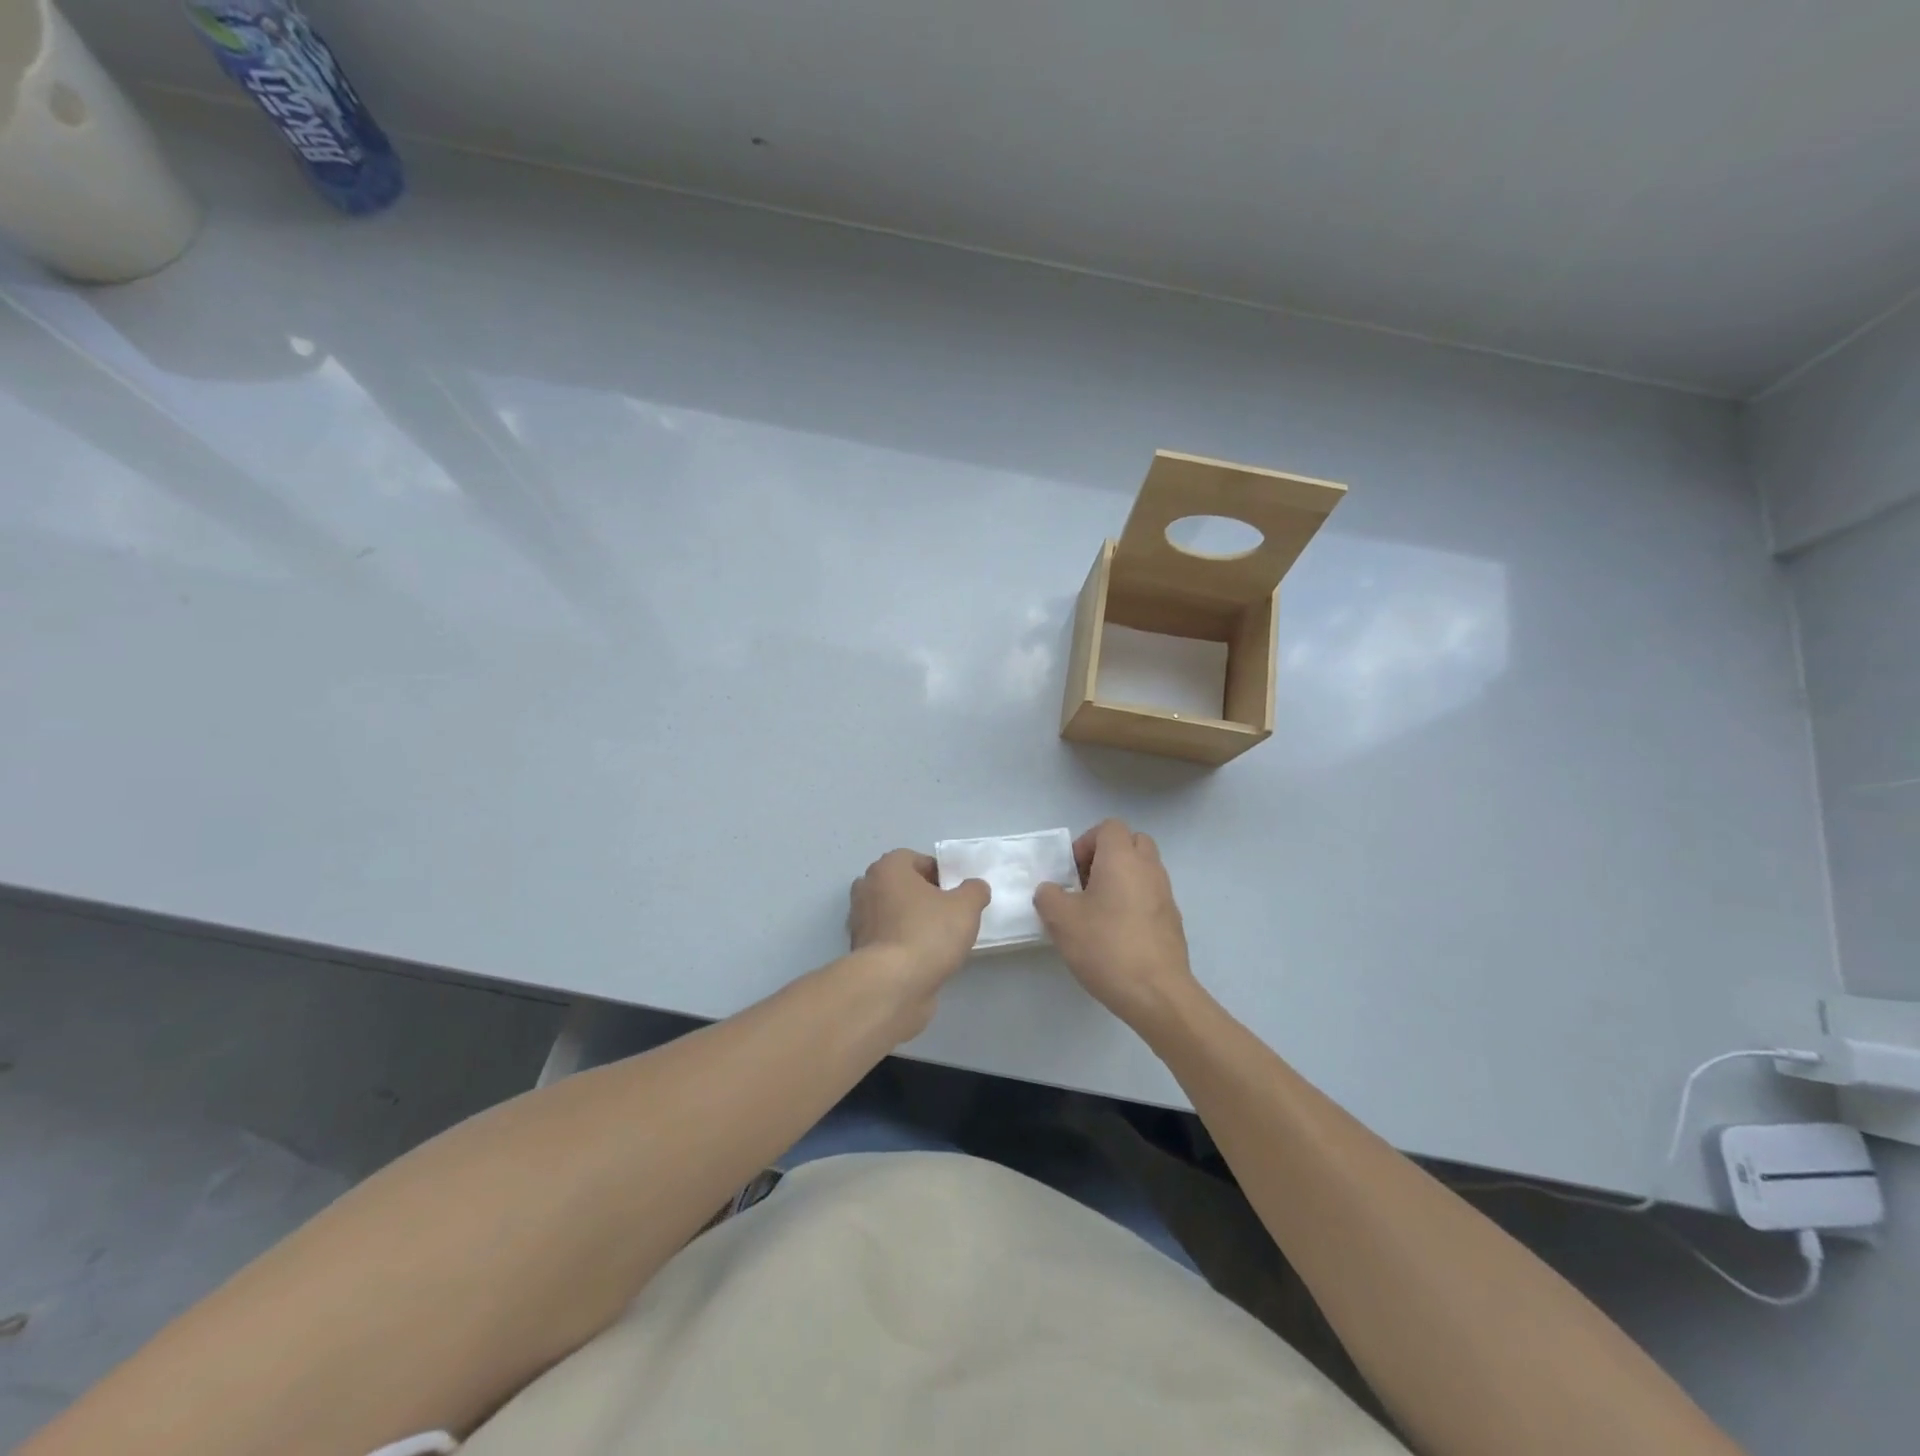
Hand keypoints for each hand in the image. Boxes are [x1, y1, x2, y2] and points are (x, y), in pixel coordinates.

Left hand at [847, 850, 989, 1031]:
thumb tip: (975, 888)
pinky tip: (923, 959)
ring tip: (939, 940)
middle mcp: (867, 888)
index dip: (939, 873)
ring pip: (893, 913)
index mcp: (887, 868)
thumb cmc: (928, 933)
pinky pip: (888, 939)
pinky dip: (903, 944)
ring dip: (912, 921)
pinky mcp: (860, 951)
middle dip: (924, 897)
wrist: (892, 985)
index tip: (955, 893)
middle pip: (902, 886)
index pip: (915, 859)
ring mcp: (860, 921)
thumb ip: (974, 891)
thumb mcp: (966, 907)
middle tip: (949, 914)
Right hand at [1034, 819, 1197, 1027]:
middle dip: (1106, 857)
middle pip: (1131, 843)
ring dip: (1120, 880)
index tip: (1072, 873)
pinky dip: (1134, 902)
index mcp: (1122, 858)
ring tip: (1098, 911)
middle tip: (1085, 885)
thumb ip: (1049, 896)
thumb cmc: (1106, 946)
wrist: (1157, 993)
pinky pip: (1151, 895)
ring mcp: (1166, 894)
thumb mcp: (1061, 920)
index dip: (1086, 843)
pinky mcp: (1172, 920)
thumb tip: (1051, 891)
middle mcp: (1149, 868)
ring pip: (1143, 870)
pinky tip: (1116, 933)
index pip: (1109, 827)